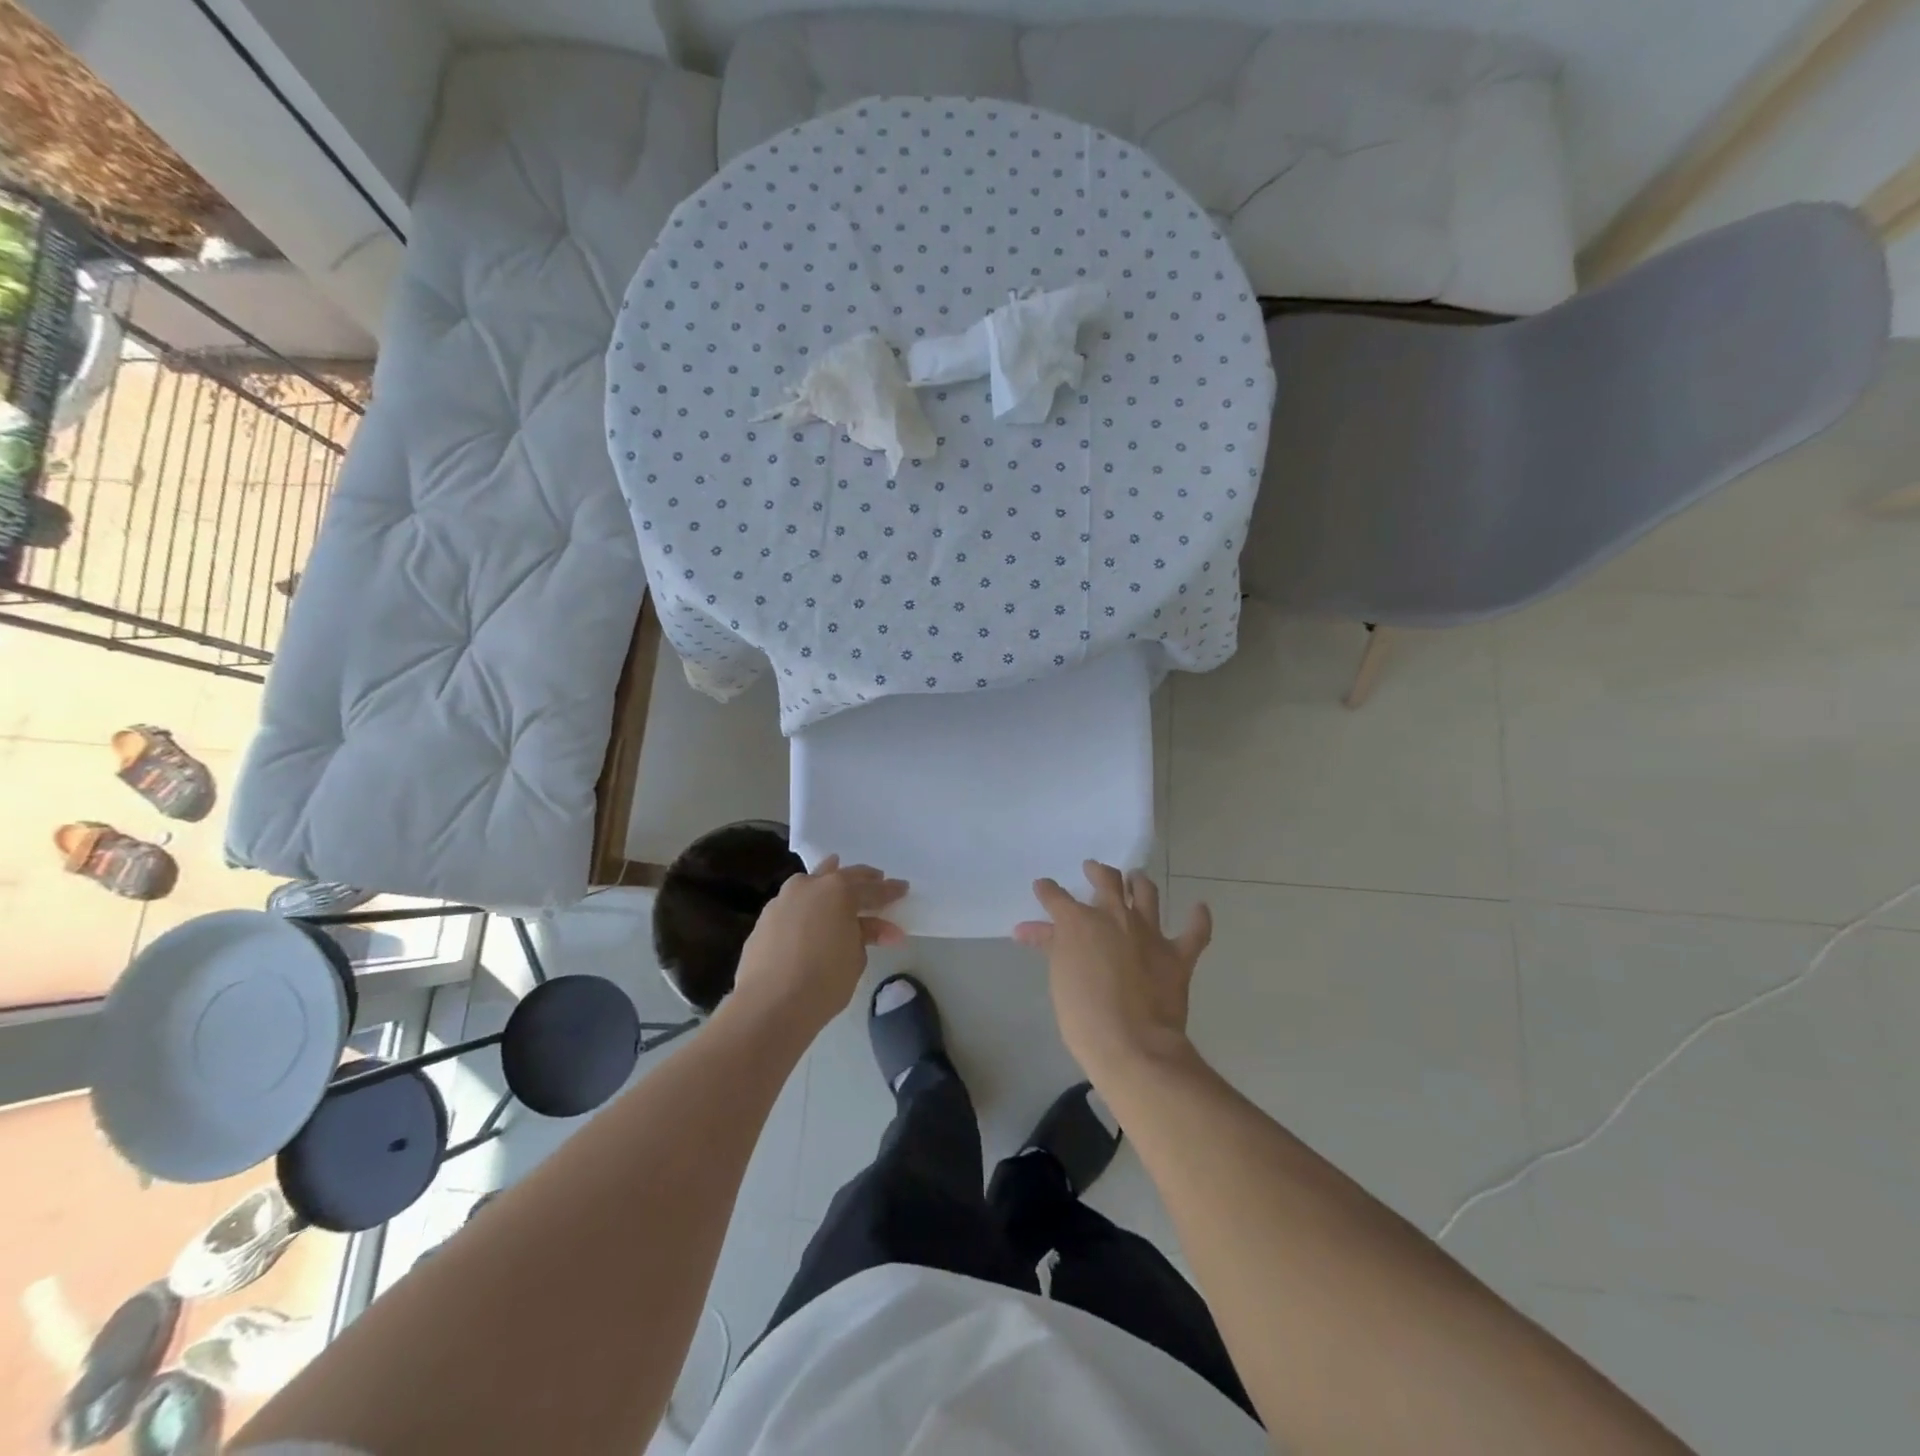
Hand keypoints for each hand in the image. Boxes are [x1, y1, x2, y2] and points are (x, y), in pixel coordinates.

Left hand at [732, 856, 907, 1035]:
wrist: (769, 1005)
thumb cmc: (824, 980)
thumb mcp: (856, 958)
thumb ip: (865, 936)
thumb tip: (873, 929)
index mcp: (838, 891)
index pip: (873, 889)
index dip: (890, 890)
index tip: (903, 888)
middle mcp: (809, 886)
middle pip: (841, 876)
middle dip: (862, 880)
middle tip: (877, 880)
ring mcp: (782, 900)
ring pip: (810, 883)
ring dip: (828, 882)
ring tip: (838, 881)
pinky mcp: (764, 919)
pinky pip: (793, 904)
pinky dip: (806, 904)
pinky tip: (810, 913)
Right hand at [1015, 861, 1211, 1082]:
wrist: (1132, 1045)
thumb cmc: (1083, 1016)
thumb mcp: (1059, 978)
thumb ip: (1050, 947)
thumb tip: (1027, 930)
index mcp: (1079, 922)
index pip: (1056, 897)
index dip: (1047, 891)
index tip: (1043, 887)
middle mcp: (1115, 917)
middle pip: (1107, 881)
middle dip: (1098, 872)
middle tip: (1093, 870)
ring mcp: (1149, 933)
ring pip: (1147, 894)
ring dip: (1140, 882)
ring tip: (1136, 878)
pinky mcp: (1178, 955)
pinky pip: (1194, 931)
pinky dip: (1198, 918)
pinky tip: (1199, 908)